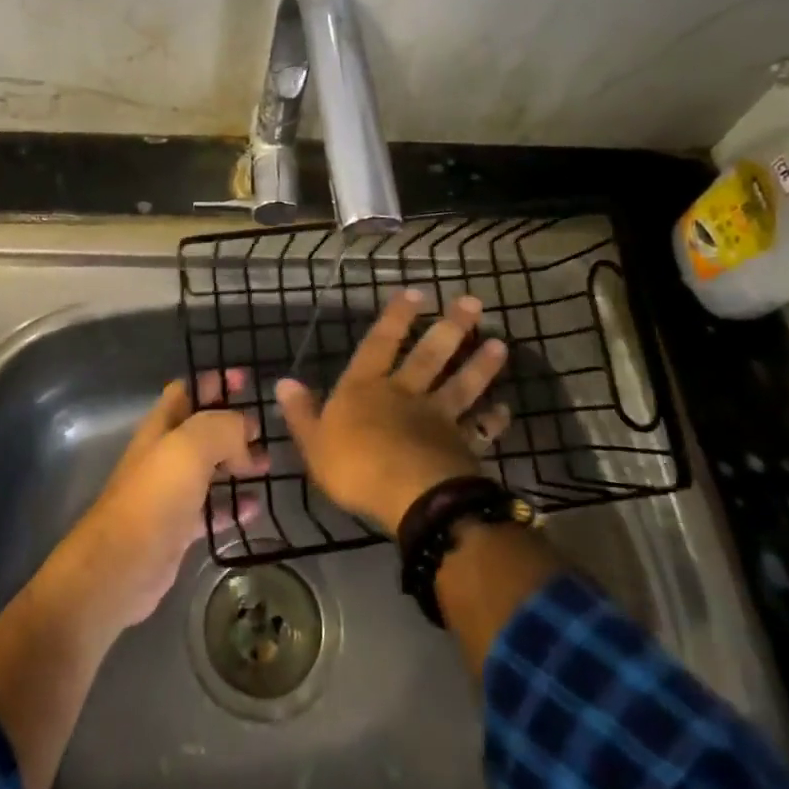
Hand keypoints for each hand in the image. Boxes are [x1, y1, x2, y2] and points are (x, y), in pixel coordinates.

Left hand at [58, 369, 264, 627]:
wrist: (120, 568)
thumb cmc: (154, 497)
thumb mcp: (190, 447)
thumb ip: (223, 427)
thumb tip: (245, 435)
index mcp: (162, 425)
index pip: (189, 389)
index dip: (215, 381)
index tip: (248, 381)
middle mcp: (166, 453)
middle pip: (204, 428)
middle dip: (235, 424)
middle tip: (266, 428)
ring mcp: (172, 491)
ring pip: (211, 468)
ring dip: (239, 463)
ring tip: (269, 464)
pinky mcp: (180, 527)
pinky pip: (213, 508)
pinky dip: (234, 505)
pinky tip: (256, 507)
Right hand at [277, 290, 508, 532]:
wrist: (410, 495)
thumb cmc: (354, 466)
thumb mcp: (313, 442)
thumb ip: (301, 413)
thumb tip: (284, 382)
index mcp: (366, 389)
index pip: (380, 344)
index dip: (396, 318)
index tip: (417, 293)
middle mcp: (404, 394)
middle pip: (429, 356)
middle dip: (449, 328)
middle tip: (472, 302)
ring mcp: (438, 418)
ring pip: (461, 385)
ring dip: (480, 365)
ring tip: (499, 343)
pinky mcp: (461, 446)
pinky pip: (480, 429)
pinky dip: (493, 419)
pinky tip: (505, 409)